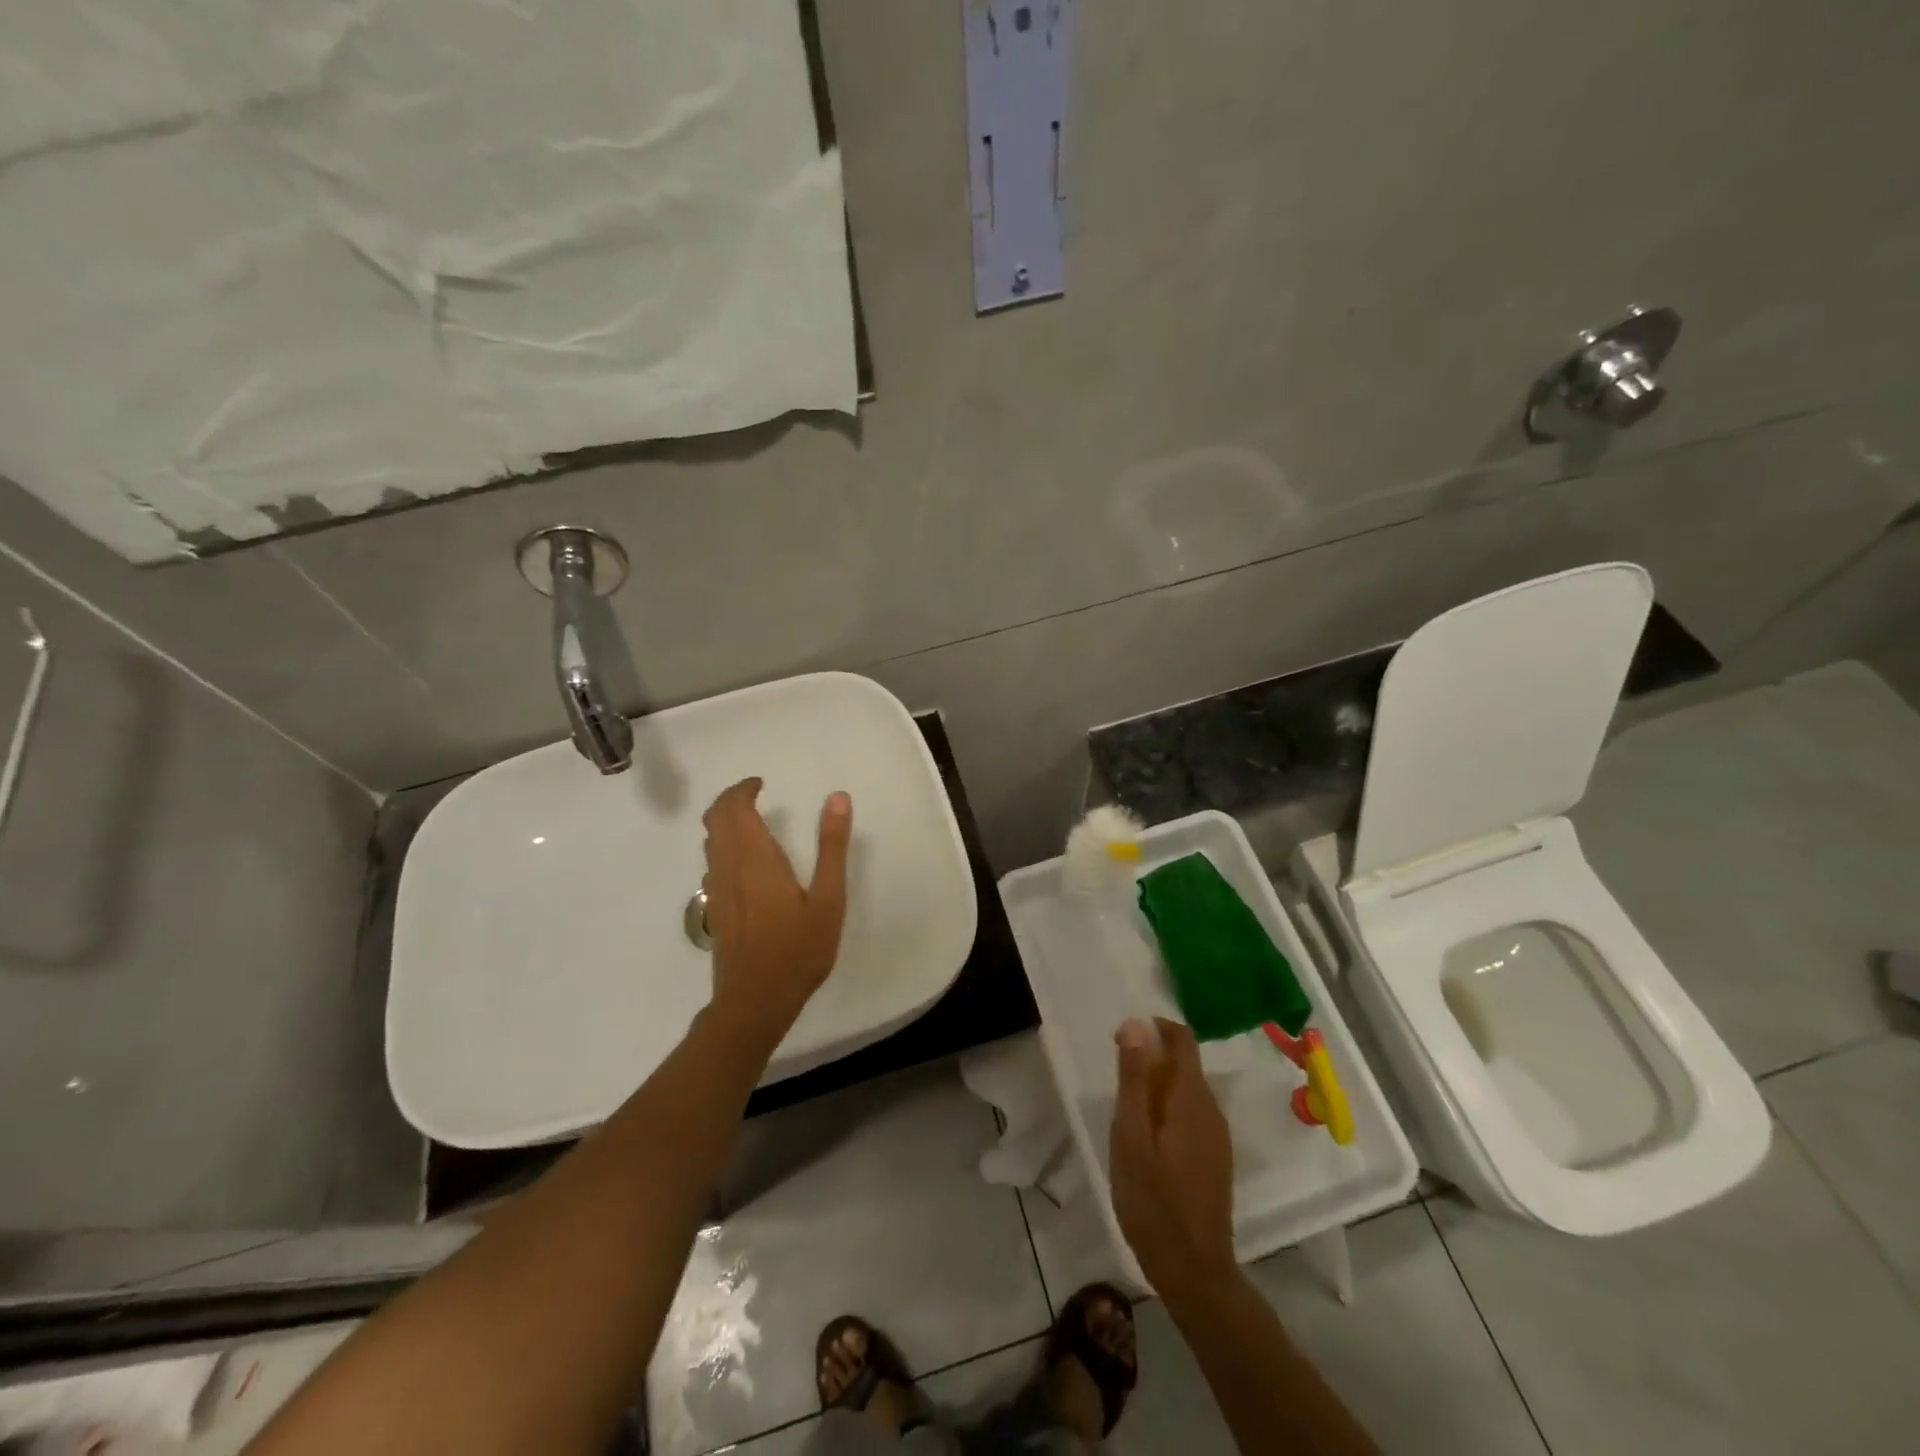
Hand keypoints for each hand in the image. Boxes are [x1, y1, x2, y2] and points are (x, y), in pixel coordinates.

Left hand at [700, 778, 852, 1046]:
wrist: (754, 1002)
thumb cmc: (797, 950)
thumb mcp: (828, 899)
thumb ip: (832, 847)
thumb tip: (838, 798)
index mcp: (755, 858)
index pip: (734, 807)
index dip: (743, 789)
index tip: (762, 783)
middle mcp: (729, 867)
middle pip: (715, 818)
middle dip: (731, 799)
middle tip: (755, 794)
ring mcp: (717, 889)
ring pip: (710, 841)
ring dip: (724, 821)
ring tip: (752, 820)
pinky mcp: (715, 909)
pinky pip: (712, 862)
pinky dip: (723, 845)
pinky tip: (746, 861)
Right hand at [1110, 1018, 1236, 1297]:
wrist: (1195, 1273)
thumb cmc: (1154, 1202)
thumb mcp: (1131, 1137)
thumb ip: (1134, 1079)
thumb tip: (1136, 1024)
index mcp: (1192, 1099)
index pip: (1183, 1040)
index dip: (1155, 1029)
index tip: (1124, 1040)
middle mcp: (1212, 1110)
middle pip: (1186, 1064)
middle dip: (1152, 1060)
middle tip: (1117, 1082)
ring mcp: (1217, 1136)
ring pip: (1188, 1091)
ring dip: (1159, 1086)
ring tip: (1127, 1112)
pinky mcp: (1216, 1158)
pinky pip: (1192, 1115)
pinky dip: (1169, 1110)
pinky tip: (1148, 1140)